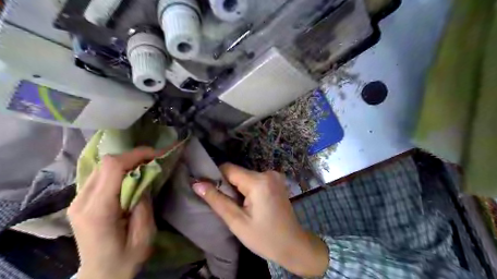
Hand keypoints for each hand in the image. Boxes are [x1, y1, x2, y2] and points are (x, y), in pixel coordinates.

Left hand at [67, 148, 156, 278]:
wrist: (100, 276)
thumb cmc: (125, 260)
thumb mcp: (144, 235)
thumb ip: (143, 204)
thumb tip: (145, 179)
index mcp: (98, 211)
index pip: (112, 168)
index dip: (136, 155)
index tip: (158, 154)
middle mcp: (81, 202)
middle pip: (105, 163)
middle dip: (134, 156)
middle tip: (155, 160)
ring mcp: (77, 201)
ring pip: (102, 166)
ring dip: (126, 161)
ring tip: (145, 166)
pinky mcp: (80, 201)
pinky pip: (100, 175)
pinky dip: (118, 169)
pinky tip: (131, 175)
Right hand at [193, 164, 328, 276]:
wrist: (293, 245)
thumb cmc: (264, 238)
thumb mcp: (237, 221)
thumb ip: (216, 200)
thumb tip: (197, 184)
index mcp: (259, 181)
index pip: (228, 169)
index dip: (215, 177)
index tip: (207, 190)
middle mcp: (267, 173)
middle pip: (237, 172)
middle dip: (227, 185)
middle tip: (224, 204)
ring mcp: (274, 176)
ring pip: (245, 176)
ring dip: (237, 188)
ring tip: (237, 207)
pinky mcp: (276, 181)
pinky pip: (254, 180)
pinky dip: (247, 189)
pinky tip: (249, 204)